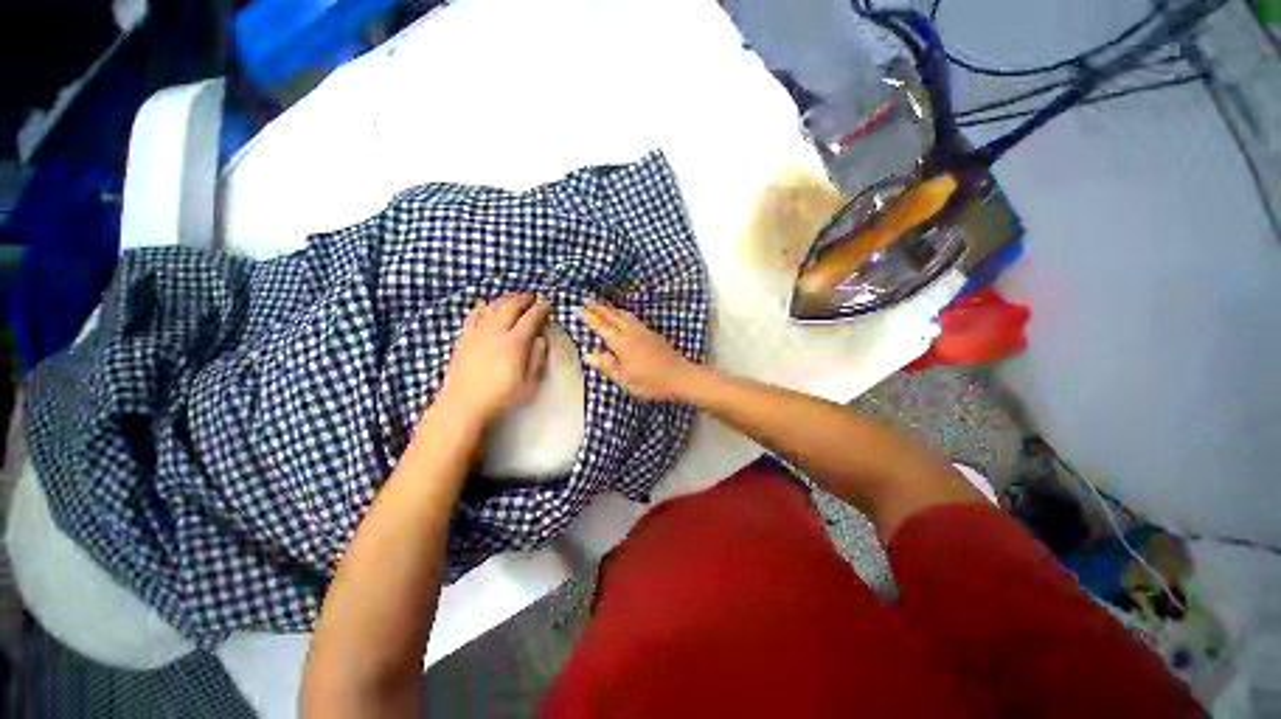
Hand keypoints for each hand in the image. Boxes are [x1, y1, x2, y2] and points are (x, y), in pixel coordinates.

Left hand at [435, 293, 549, 425]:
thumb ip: (537, 359)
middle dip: (524, 298)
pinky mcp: (464, 337)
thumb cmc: (501, 397)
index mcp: (514, 343)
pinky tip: (485, 305)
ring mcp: (477, 333)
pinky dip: (482, 307)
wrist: (463, 404)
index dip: (541, 309)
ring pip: (493, 307)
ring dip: (506, 299)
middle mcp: (496, 332)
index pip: (531, 318)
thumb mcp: (529, 384)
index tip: (548, 304)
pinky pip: (473, 314)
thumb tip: (541, 339)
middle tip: (534, 297)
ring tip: (515, 298)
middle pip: (511, 306)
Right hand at [581, 301, 700, 401]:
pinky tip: (624, 317)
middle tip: (586, 299)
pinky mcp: (653, 334)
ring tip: (602, 305)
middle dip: (598, 307)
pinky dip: (623, 313)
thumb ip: (607, 365)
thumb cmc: (651, 382)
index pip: (601, 326)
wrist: (681, 376)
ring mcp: (644, 331)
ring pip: (624, 314)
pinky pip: (633, 318)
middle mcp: (631, 332)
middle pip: (612, 316)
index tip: (577, 307)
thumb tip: (589, 354)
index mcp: (622, 343)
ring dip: (611, 308)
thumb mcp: (625, 379)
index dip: (589, 316)